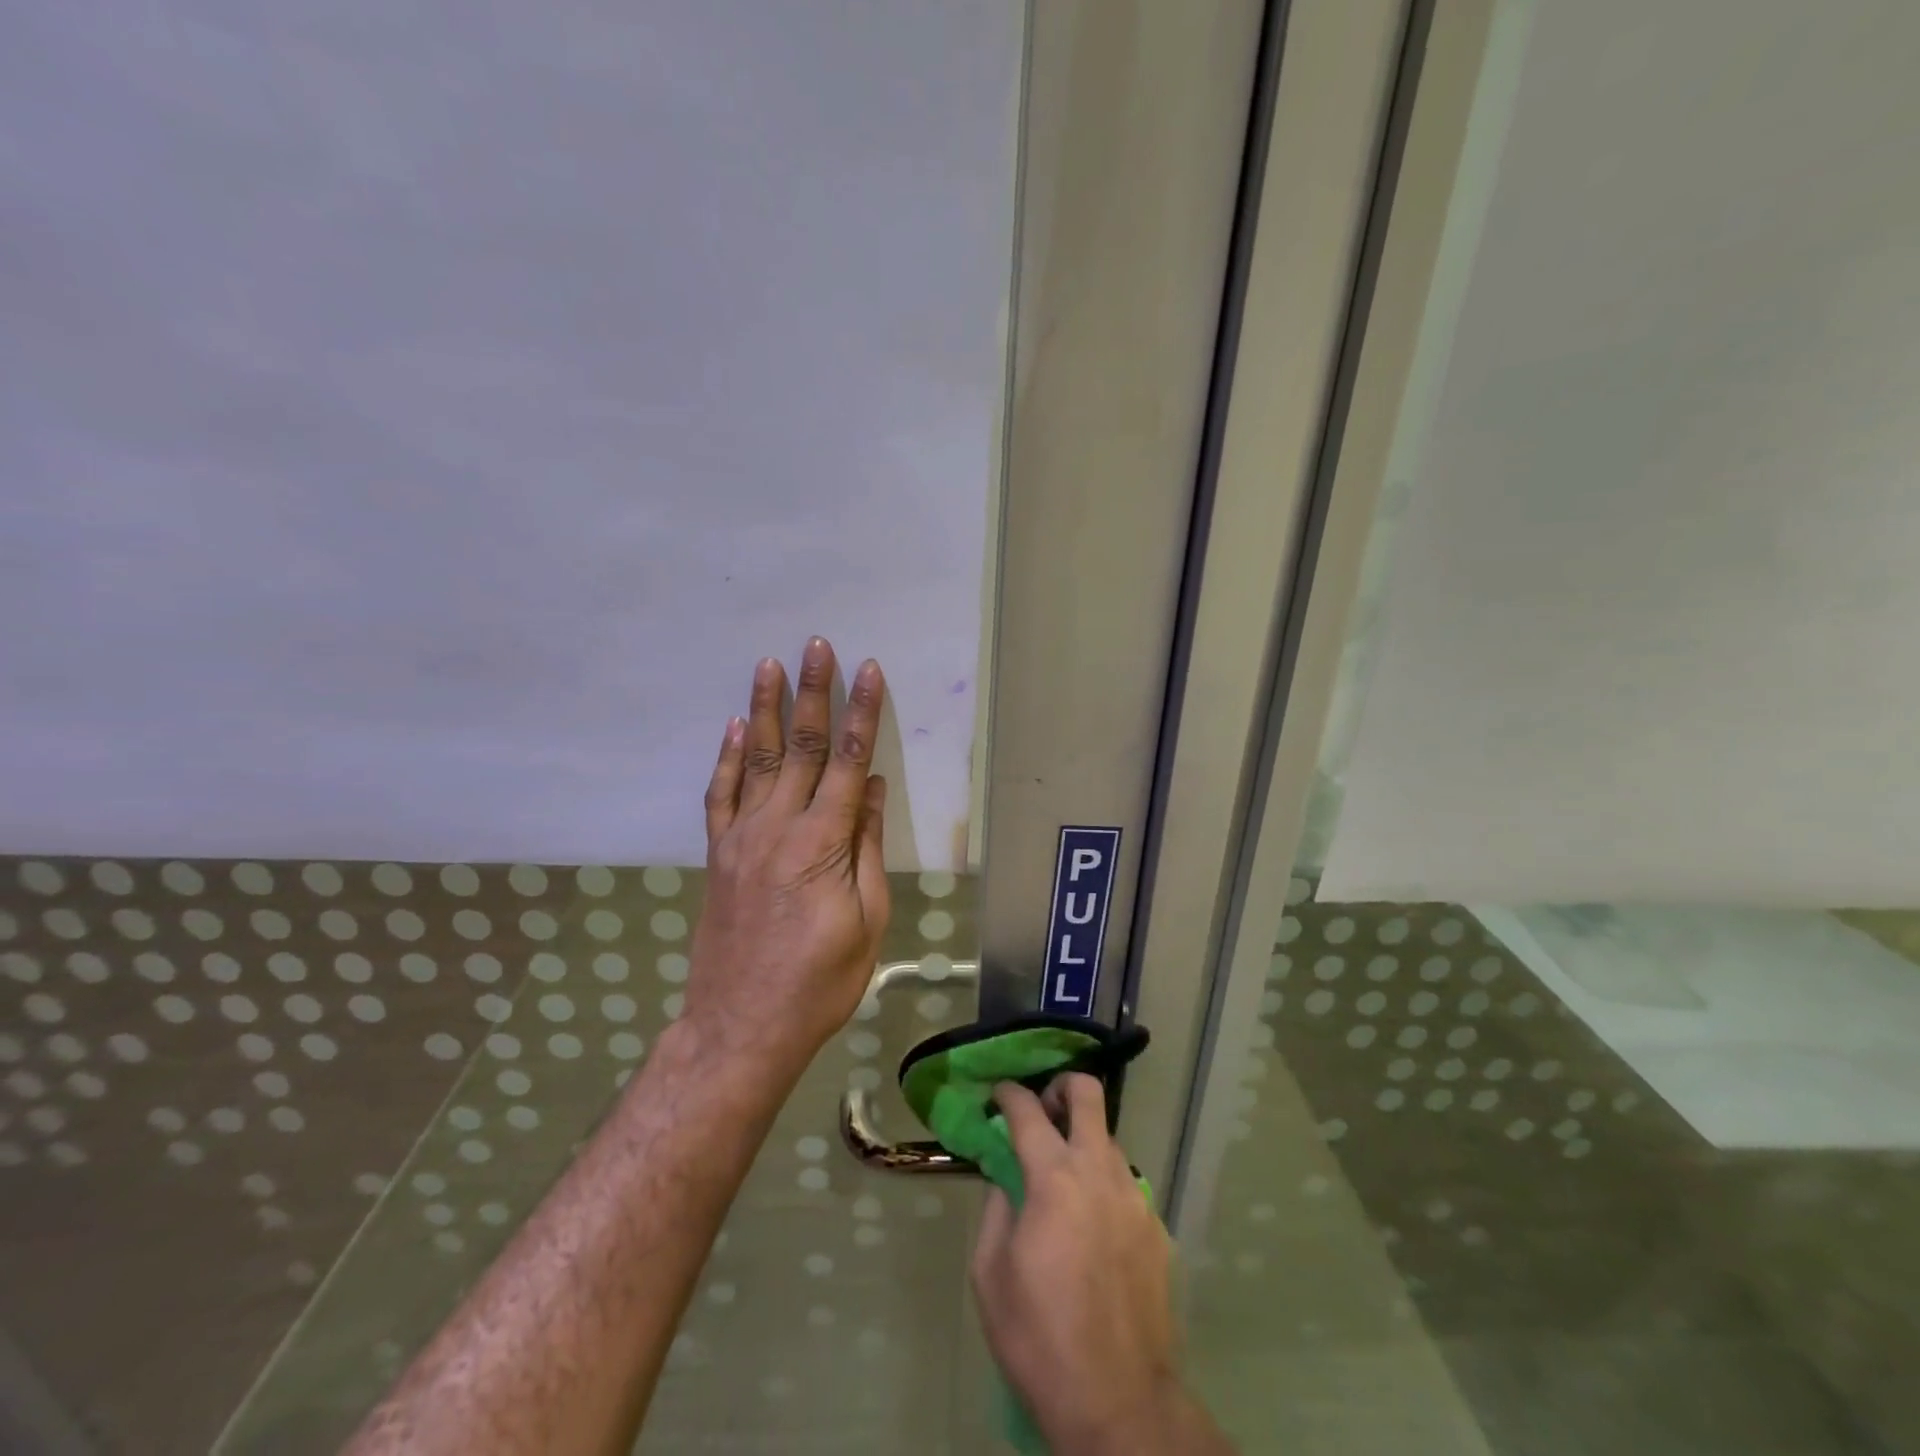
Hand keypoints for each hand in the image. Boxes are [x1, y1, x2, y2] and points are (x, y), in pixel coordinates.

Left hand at [685, 637, 890, 1083]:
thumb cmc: (819, 982)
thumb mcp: (866, 921)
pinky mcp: (719, 854)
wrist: (740, 1027)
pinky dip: (728, 757)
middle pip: (802, 747)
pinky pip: (721, 795)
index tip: (869, 671)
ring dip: (767, 709)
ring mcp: (742, 838)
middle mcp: (779, 827)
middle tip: (816, 644)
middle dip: (813, 692)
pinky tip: (735, 727)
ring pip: (757, 759)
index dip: (862, 713)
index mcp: (822, 843)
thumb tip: (876, 789)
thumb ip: (867, 848)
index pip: (850, 762)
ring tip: (769, 664)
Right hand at [972, 1076, 1233, 1455]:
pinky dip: (1103, 1185)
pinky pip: (1125, 1184)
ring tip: (1063, 1178)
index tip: (999, 1095)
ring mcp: (1135, 1197)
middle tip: (1043, 1111)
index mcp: (1054, 1178)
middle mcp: (1099, 1172)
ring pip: (1109, 1139)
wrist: (1120, 1403)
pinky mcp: (1156, 1227)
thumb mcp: (990, 1275)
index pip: (1027, 1110)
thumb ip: (995, 1209)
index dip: (1009, 1094)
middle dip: (1061, 1087)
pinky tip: (1091, 1227)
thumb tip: (1005, 1179)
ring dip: (1083, 1141)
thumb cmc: (1040, 1338)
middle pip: (1088, 1095)